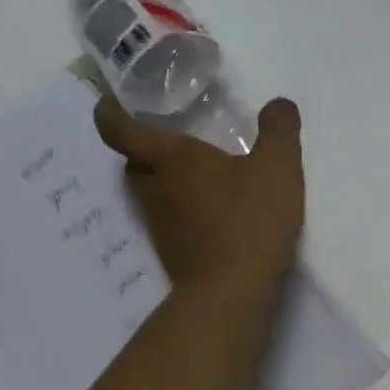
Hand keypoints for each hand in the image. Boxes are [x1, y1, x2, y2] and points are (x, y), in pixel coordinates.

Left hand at [93, 95, 304, 294]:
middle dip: (148, 145)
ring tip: (203, 172)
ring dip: (169, 178)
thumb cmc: (248, 220)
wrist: (232, 292)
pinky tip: (218, 210)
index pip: (117, 126)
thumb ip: (279, 130)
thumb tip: (279, 104)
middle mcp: (153, 188)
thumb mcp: (277, 167)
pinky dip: (186, 207)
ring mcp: (160, 223)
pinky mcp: (173, 250)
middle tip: (176, 134)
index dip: (110, 108)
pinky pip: (172, 217)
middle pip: (134, 160)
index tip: (118, 97)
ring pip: (153, 190)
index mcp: (168, 158)